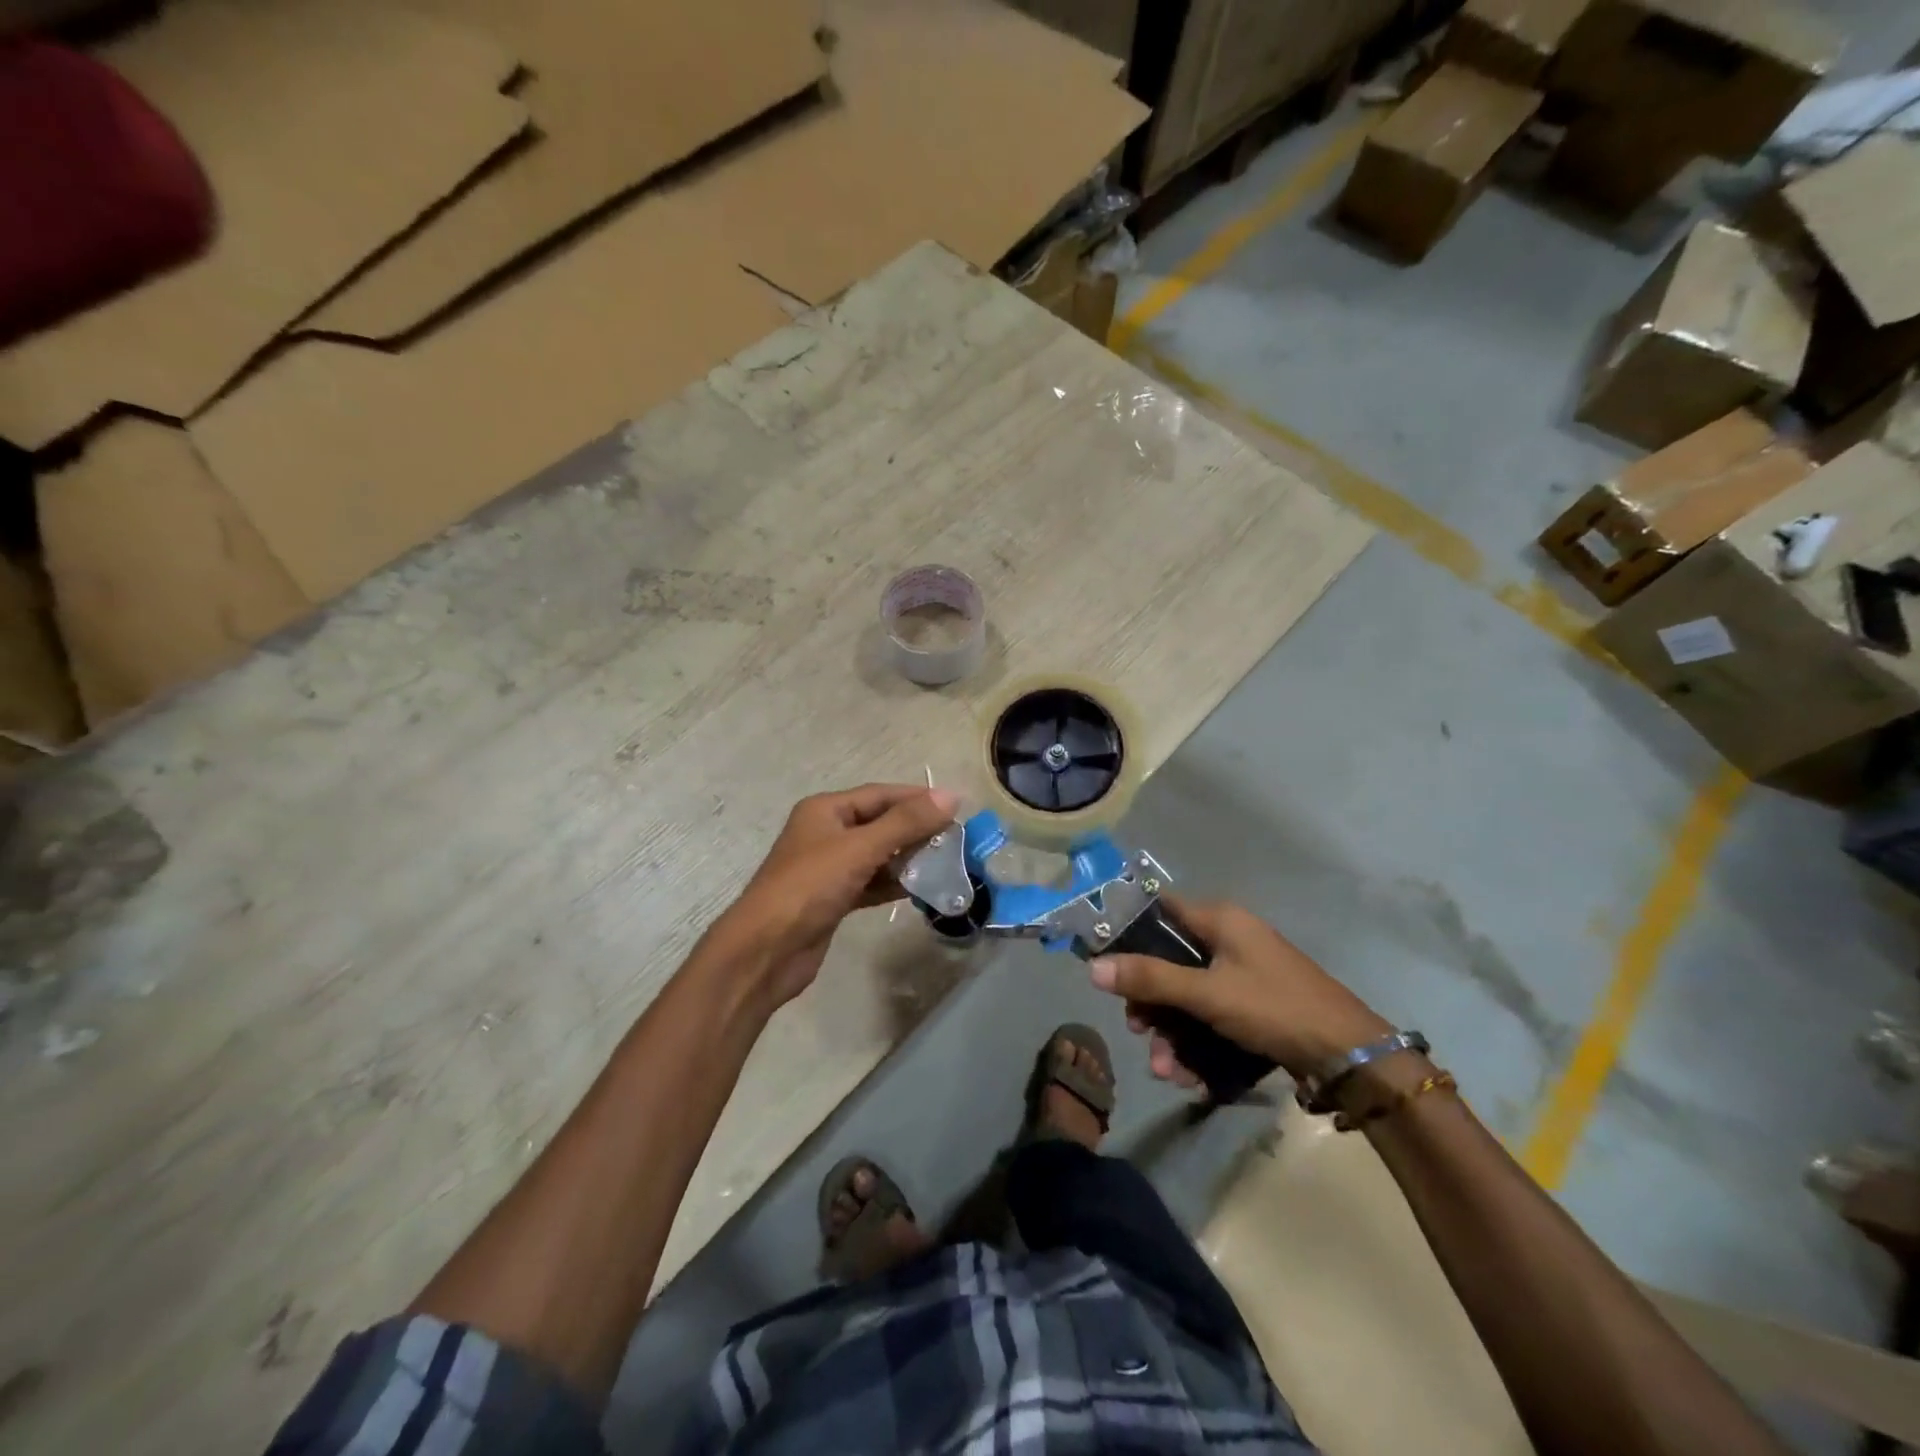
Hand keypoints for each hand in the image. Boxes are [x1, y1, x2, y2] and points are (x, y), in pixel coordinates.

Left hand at [708, 784, 958, 1007]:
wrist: (765, 951)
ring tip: (946, 864)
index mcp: (826, 810)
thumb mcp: (860, 849)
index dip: (918, 798)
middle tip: (956, 840)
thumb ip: (905, 823)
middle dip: (916, 830)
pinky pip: (872, 882)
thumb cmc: (810, 887)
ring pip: (878, 855)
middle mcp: (827, 833)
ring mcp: (829, 868)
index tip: (956, 808)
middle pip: (881, 823)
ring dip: (908, 858)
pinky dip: (894, 884)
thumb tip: (950, 797)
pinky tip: (922, 890)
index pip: (880, 794)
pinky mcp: (834, 899)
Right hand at [1089, 895, 1389, 1084]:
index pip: (1159, 910)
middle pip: (1169, 961)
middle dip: (1151, 1002)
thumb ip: (1150, 979)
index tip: (1105, 964)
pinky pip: (1211, 1018)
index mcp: (1220, 920)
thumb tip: (1092, 968)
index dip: (1128, 932)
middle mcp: (1229, 940)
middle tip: (1139, 1030)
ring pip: (1188, 997)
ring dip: (1172, 1034)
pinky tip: (1191, 1078)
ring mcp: (1243, 975)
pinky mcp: (1254, 1008)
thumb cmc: (1274, 1008)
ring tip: (1167, 1071)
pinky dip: (1197, 1044)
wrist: (1351, 1057)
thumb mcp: (1207, 993)